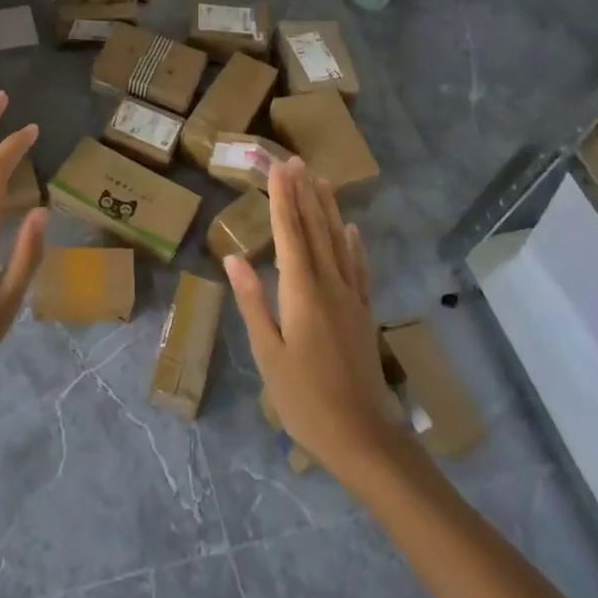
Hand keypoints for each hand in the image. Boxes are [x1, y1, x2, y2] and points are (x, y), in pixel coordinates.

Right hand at [223, 158, 403, 480]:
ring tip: (321, 180)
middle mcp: (329, 284)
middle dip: (304, 193)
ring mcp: (351, 298)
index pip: (290, 233)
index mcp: (302, 291)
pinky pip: (358, 268)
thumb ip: (253, 301)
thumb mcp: (267, 353)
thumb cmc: (304, 398)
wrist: (363, 437)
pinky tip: (352, 230)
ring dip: (328, 209)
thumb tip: (233, 258)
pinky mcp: (363, 313)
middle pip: (315, 229)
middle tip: (296, 160)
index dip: (282, 198)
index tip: (277, 167)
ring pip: (338, 242)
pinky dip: (354, 244)